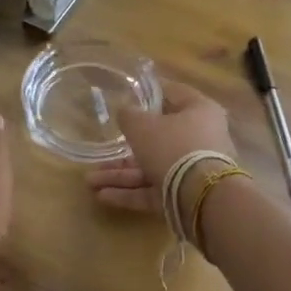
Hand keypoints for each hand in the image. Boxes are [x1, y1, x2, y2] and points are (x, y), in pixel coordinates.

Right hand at [84, 81, 234, 214]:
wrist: (201, 197)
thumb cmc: (173, 146)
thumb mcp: (142, 126)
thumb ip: (129, 116)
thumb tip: (125, 111)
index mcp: (199, 111)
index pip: (174, 94)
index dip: (149, 93)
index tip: (127, 95)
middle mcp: (200, 138)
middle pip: (159, 137)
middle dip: (124, 147)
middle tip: (101, 149)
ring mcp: (193, 170)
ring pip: (152, 167)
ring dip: (121, 174)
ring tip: (90, 181)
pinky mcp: (185, 196)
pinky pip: (154, 190)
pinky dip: (130, 192)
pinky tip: (102, 196)